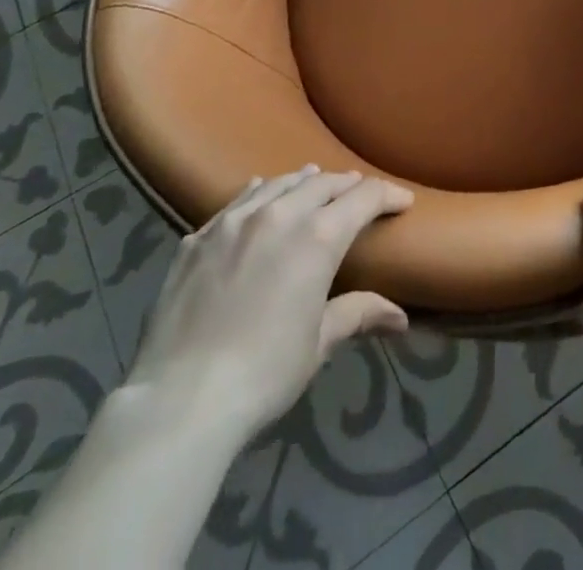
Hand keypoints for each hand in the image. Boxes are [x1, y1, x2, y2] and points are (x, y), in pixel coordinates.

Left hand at [125, 166, 413, 437]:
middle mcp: (279, 214)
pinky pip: (236, 202)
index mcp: (318, 236)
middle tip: (359, 194)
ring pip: (278, 183)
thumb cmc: (264, 373)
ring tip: (314, 181)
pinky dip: (257, 194)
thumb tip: (401, 318)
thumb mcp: (319, 343)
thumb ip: (358, 314)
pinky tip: (257, 195)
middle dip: (347, 186)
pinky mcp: (198, 238)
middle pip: (323, 183)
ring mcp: (233, 222)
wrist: (180, 400)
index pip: (364, 197)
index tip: (402, 202)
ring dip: (303, 182)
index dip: (388, 195)